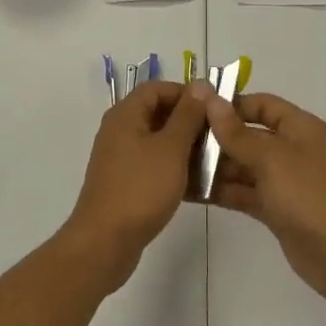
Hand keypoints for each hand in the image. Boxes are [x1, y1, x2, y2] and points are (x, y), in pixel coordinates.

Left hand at [64, 80, 207, 289]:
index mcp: (126, 115)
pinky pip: (154, 165)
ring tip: (215, 160)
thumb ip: (188, 115)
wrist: (105, 241)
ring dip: (185, 147)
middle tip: (219, 135)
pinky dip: (174, 168)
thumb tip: (201, 84)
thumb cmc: (141, 188)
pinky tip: (198, 184)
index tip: (214, 109)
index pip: (158, 88)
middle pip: (158, 113)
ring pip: (158, 142)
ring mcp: (121, 158)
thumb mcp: (171, 148)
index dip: (186, 93)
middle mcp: (120, 131)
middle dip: (190, 121)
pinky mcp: (125, 182)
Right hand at [195, 84, 325, 308]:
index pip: (261, 104)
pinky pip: (243, 191)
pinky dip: (221, 191)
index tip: (194, 110)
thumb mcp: (270, 158)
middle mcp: (290, 149)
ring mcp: (282, 180)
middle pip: (247, 135)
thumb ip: (236, 132)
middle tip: (175, 142)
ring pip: (242, 165)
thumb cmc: (308, 195)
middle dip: (215, 138)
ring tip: (175, 167)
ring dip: (213, 166)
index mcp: (298, 128)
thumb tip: (210, 98)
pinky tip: (190, 191)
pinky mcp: (274, 208)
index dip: (230, 104)